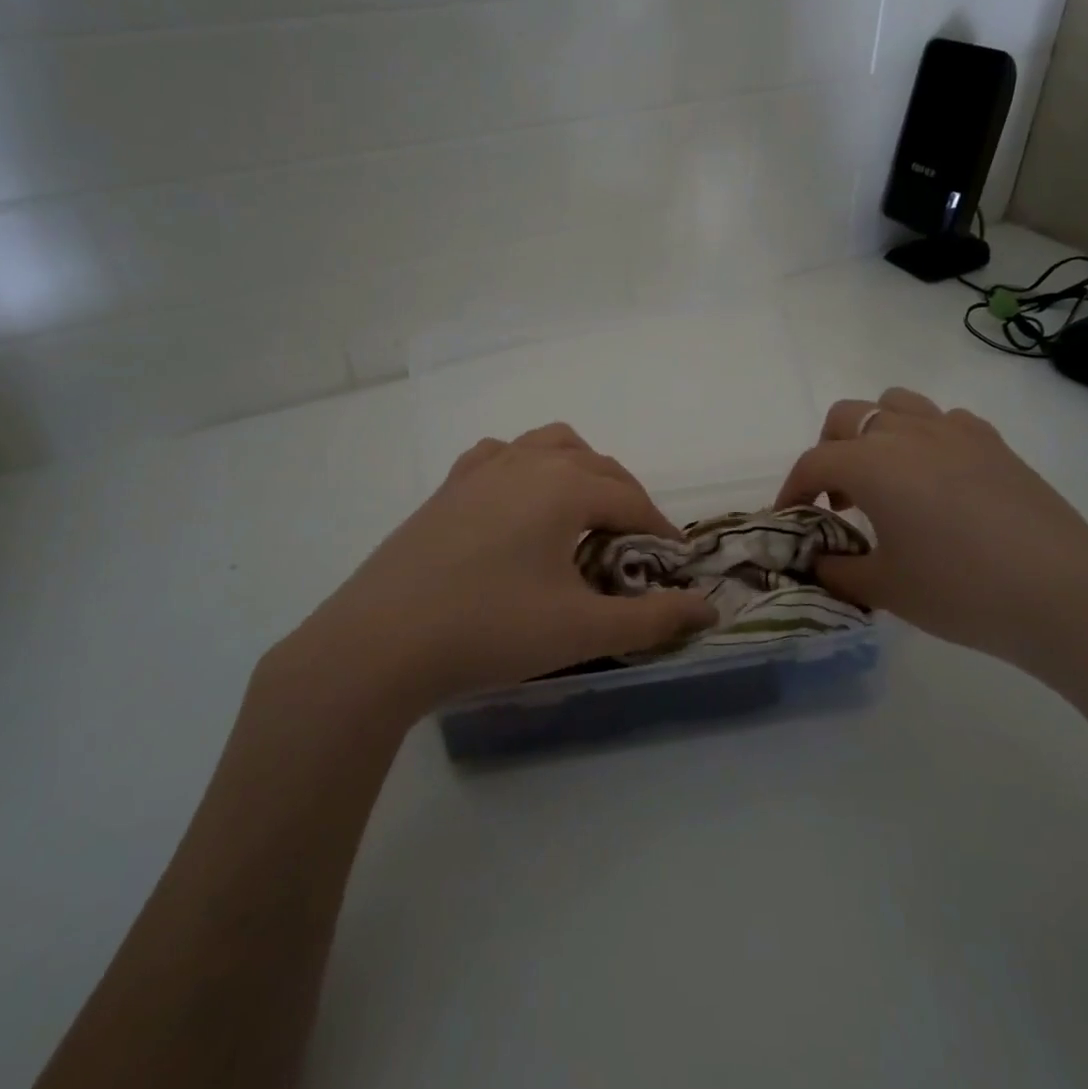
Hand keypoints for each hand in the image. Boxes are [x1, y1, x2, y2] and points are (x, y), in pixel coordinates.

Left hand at [278, 424, 716, 715]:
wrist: (379, 643)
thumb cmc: (490, 630)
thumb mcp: (581, 629)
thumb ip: (652, 619)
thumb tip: (709, 609)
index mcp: (562, 486)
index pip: (630, 498)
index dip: (660, 527)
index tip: (676, 559)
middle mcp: (525, 462)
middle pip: (595, 464)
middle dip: (626, 497)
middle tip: (636, 543)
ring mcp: (480, 470)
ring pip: (547, 445)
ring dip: (578, 469)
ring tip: (584, 511)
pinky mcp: (447, 488)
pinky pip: (499, 456)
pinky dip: (525, 466)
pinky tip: (518, 500)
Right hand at [777, 387, 1087, 684]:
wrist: (1061, 594)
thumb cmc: (959, 590)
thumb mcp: (884, 588)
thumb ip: (838, 570)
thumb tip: (819, 560)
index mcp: (871, 463)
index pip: (814, 463)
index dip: (793, 489)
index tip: (790, 518)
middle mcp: (906, 433)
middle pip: (847, 416)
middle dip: (829, 450)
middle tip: (838, 499)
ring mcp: (954, 430)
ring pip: (895, 403)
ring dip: (875, 432)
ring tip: (885, 477)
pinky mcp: (993, 442)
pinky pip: (944, 420)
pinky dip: (926, 438)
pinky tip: (938, 478)